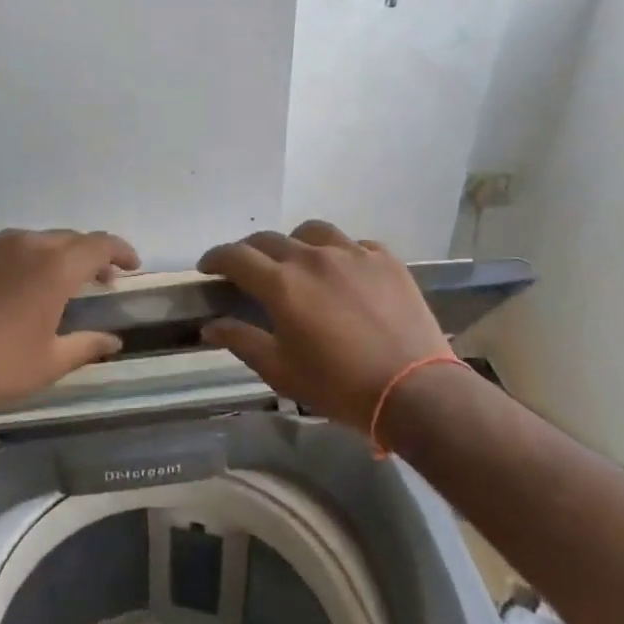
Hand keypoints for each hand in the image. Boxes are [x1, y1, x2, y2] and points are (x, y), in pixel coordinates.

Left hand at [0, 228, 140, 426]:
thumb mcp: (50, 362)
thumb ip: (87, 345)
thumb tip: (114, 341)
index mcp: (54, 266)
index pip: (99, 244)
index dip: (120, 251)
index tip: (130, 265)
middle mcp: (22, 243)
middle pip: (65, 239)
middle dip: (85, 255)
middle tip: (97, 278)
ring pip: (27, 241)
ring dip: (46, 256)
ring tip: (48, 283)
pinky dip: (8, 262)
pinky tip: (2, 289)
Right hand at [197, 220, 452, 432]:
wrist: (415, 392)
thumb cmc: (339, 386)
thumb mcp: (280, 370)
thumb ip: (241, 340)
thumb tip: (209, 324)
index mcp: (281, 283)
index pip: (235, 256)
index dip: (215, 258)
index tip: (207, 268)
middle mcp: (312, 257)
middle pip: (269, 239)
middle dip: (249, 251)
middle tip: (246, 270)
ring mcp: (351, 253)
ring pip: (311, 232)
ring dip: (294, 243)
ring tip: (296, 262)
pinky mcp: (384, 259)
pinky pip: (353, 244)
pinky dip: (338, 254)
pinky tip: (343, 273)